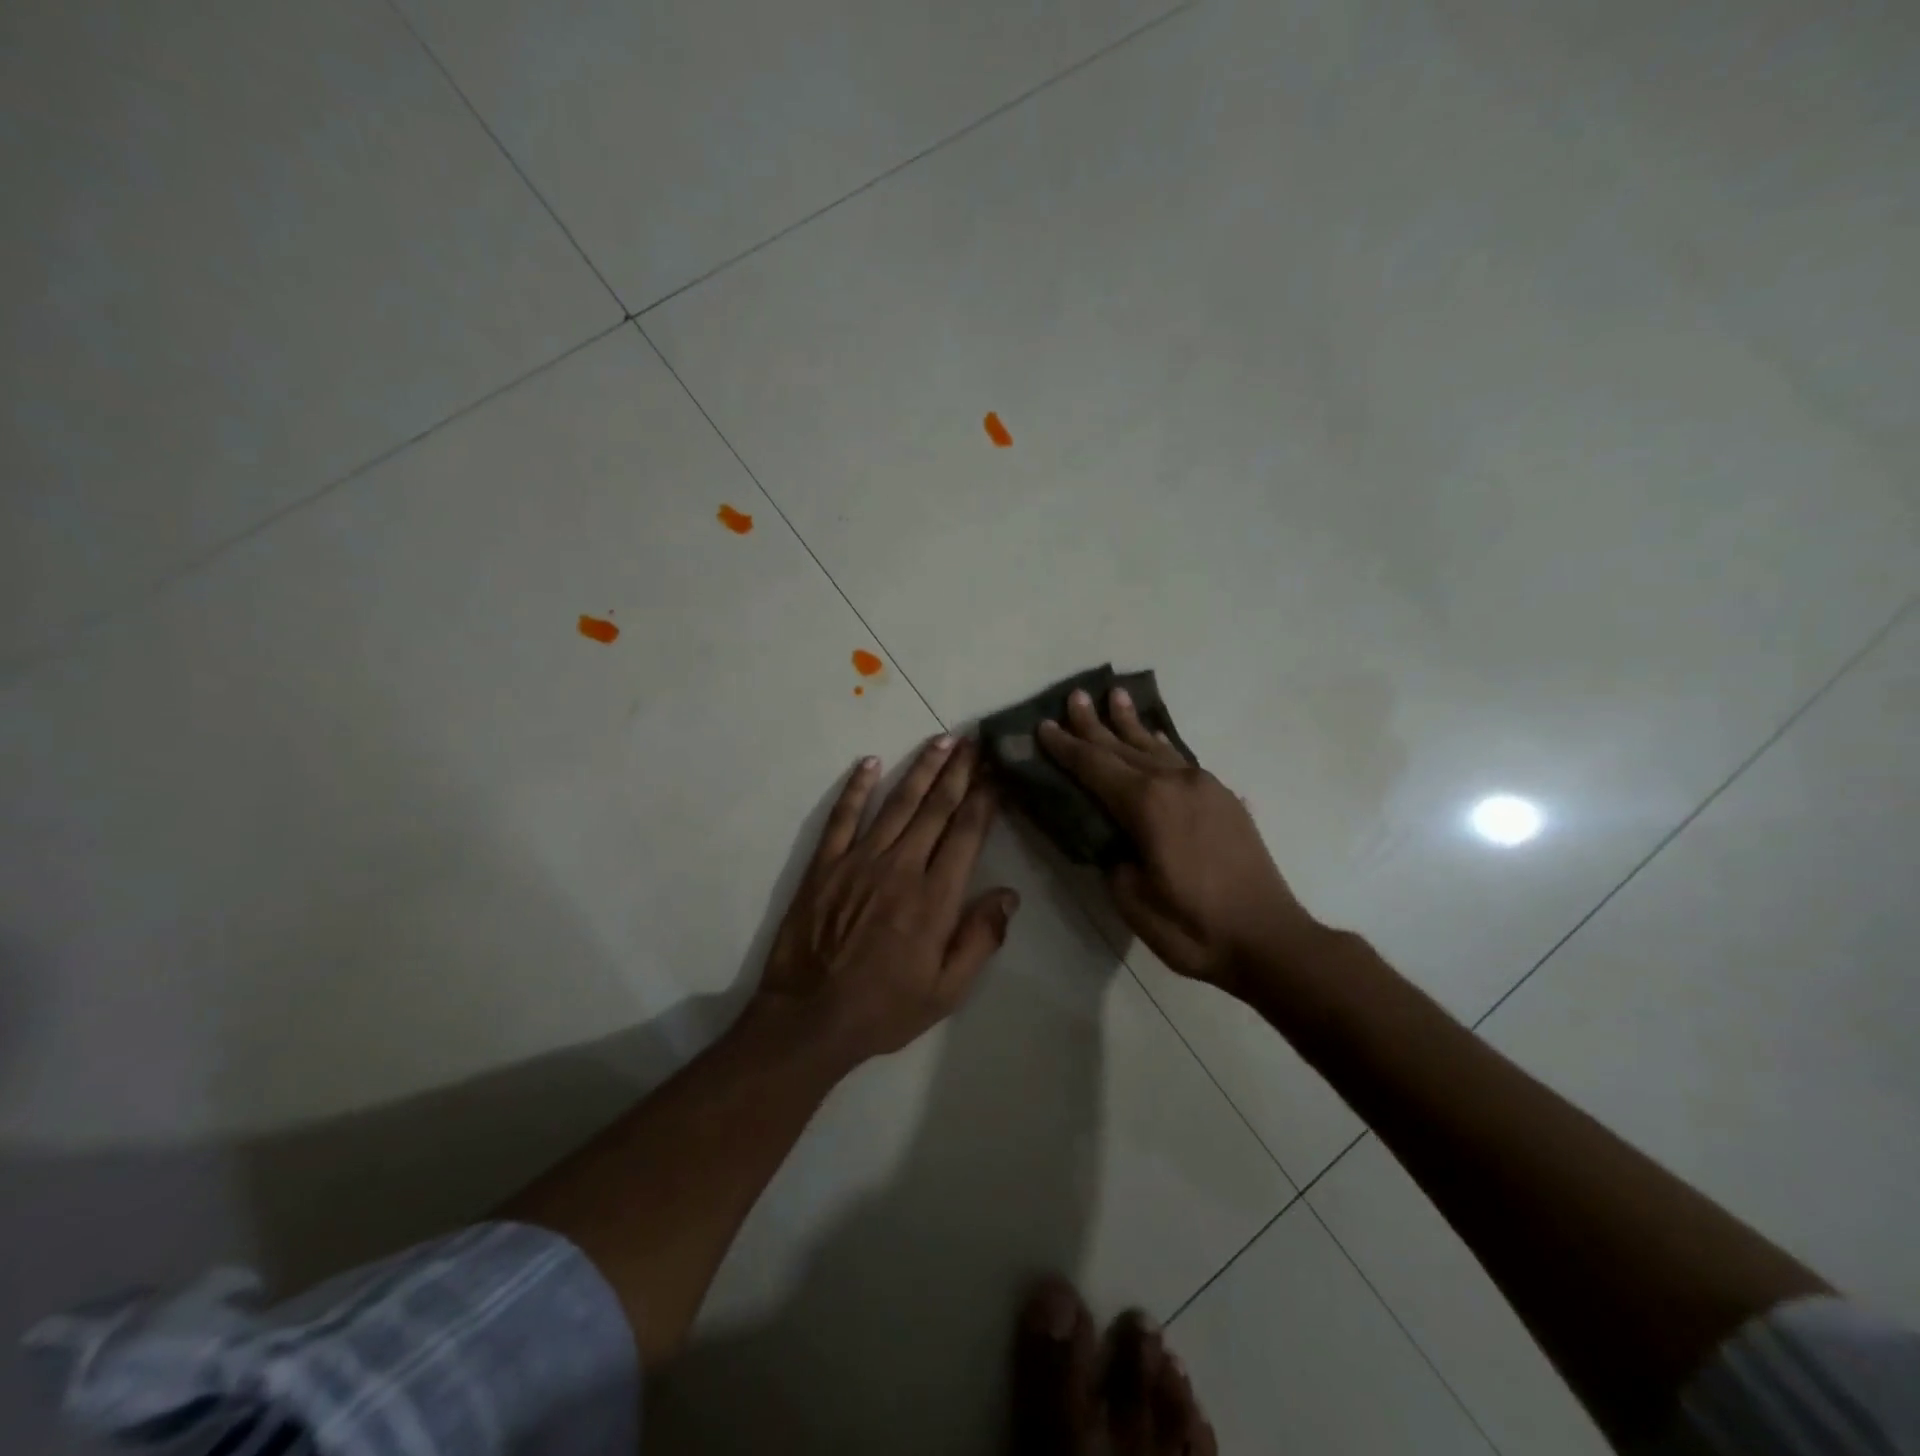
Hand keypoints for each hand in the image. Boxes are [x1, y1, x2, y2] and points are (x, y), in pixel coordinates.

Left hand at [758, 735, 1019, 1062]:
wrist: (810, 1018)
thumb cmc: (885, 1008)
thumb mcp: (947, 990)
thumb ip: (981, 939)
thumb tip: (1008, 894)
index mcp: (934, 897)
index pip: (967, 833)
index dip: (984, 798)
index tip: (996, 772)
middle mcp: (901, 866)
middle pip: (936, 807)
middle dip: (959, 771)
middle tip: (974, 740)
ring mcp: (859, 860)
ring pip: (897, 803)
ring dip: (921, 768)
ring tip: (941, 740)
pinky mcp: (825, 864)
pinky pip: (842, 816)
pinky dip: (856, 787)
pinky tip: (870, 762)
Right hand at [1037, 687, 1317, 993]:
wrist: (1270, 941)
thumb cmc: (1194, 928)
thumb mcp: (1134, 900)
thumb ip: (1114, 859)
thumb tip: (1113, 841)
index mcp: (1148, 805)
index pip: (1095, 767)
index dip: (1066, 747)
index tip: (1043, 726)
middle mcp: (1176, 783)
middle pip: (1124, 747)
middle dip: (1094, 724)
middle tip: (1074, 696)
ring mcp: (1205, 788)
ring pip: (1157, 747)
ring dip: (1131, 724)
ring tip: (1115, 696)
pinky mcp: (1225, 800)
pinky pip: (1182, 761)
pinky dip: (1161, 746)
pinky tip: (1156, 738)